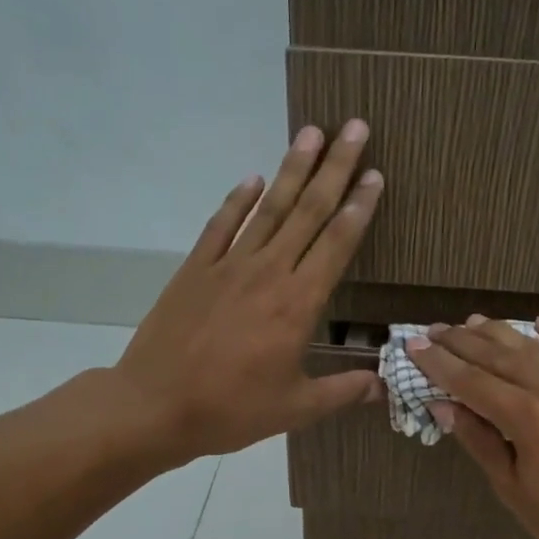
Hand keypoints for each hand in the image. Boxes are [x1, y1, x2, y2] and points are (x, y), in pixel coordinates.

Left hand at [108, 120, 383, 464]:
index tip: (375, 175)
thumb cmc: (231, 409)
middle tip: (355, 128)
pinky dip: (237, 200)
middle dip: (335, 168)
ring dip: (292, 168)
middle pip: (308, 211)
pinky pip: (221, 226)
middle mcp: (268, 273)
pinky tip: (251, 178)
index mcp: (298, 305)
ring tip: (312, 132)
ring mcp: (228, 266)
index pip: (337, 244)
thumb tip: (383, 386)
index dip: (359, 208)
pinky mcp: (195, 269)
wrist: (155, 405)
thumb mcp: (295, 408)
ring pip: (268, 208)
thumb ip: (342, 391)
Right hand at [409, 315, 538, 538]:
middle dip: (462, 341)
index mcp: (527, 417)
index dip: (439, 363)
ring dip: (501, 333)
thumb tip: (444, 406)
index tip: (413, 347)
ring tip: (472, 322)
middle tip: (434, 330)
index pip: (471, 381)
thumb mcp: (514, 490)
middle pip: (499, 356)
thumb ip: (480, 441)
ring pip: (536, 347)